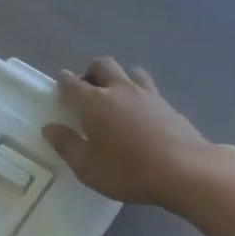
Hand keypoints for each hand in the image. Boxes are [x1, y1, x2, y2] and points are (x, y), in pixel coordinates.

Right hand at [43, 58, 215, 206]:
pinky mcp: (167, 103)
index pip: (72, 83)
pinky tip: (139, 112)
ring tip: (115, 99)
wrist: (183, 170)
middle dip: (90, 73)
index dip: (63, 83)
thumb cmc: (127, 170)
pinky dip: (137, 92)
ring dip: (118, 79)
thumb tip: (50, 128)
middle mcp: (119, 89)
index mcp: (93, 102)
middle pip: (102, 65)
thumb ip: (66, 145)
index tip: (60, 89)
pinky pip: (147, 87)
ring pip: (128, 71)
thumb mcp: (87, 167)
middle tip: (87, 92)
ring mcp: (146, 93)